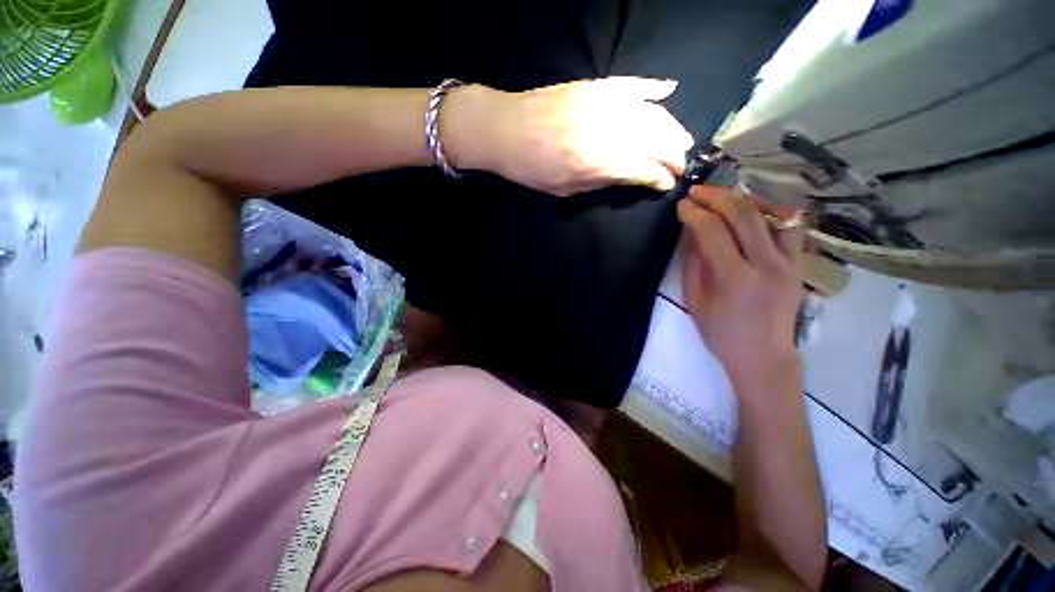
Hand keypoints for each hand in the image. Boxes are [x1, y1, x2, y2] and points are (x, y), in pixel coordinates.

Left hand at [445, 78, 693, 195]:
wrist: (499, 126)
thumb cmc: (528, 164)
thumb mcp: (564, 187)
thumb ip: (604, 182)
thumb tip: (637, 177)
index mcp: (594, 160)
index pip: (644, 168)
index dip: (661, 177)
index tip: (668, 183)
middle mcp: (604, 129)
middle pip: (655, 141)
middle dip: (673, 155)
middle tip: (680, 165)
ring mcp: (600, 102)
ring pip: (650, 113)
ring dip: (672, 127)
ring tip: (682, 139)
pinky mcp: (593, 85)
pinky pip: (630, 84)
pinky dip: (651, 87)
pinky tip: (669, 89)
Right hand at [677, 186, 804, 392]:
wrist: (766, 360)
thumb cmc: (726, 338)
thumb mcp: (697, 305)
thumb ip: (693, 262)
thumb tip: (692, 227)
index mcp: (736, 280)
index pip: (713, 230)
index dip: (695, 212)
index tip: (683, 206)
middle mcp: (765, 265)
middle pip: (743, 212)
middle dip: (716, 195)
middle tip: (699, 192)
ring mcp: (787, 263)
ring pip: (771, 212)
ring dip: (746, 199)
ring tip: (729, 199)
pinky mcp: (797, 265)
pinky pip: (788, 227)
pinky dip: (771, 214)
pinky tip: (756, 214)